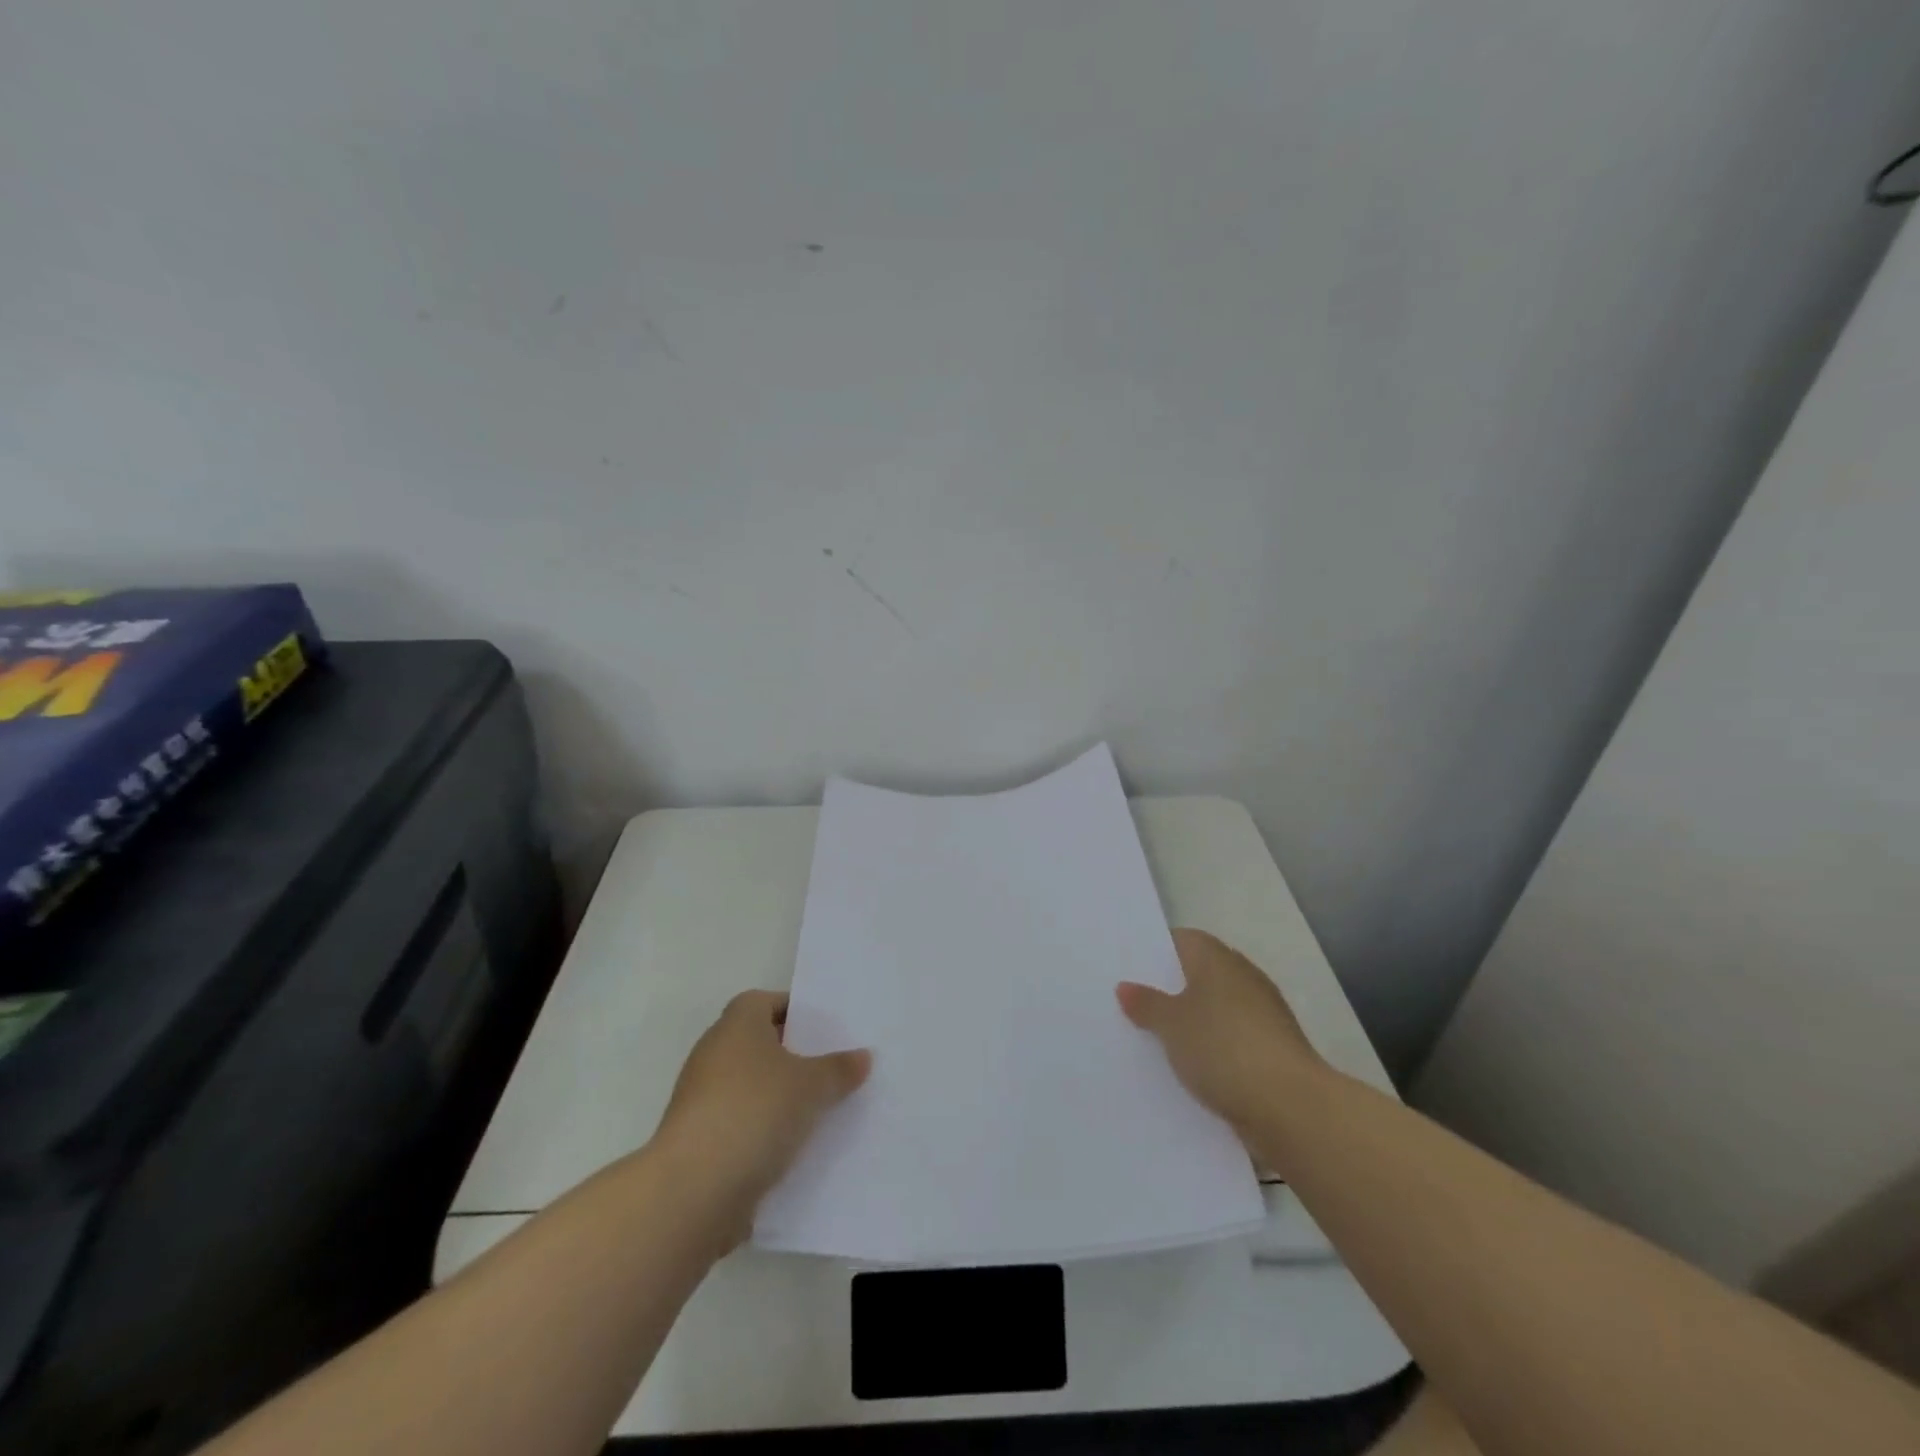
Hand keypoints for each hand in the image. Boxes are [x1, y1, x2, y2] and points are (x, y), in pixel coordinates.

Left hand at [656, 991, 871, 1208]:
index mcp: (736, 1025)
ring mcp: (700, 1098)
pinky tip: (792, 1147)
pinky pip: (739, 1122)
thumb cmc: (755, 1112)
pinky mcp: (697, 1140)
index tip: (823, 1029)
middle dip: (791, 1055)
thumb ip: (839, 1069)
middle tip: (829, 1068)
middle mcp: (713, 1053)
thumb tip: (863, 1056)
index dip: (794, 1011)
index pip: (765, 1001)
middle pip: (757, 1043)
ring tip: (819, 1110)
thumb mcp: (812, 1086)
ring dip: (777, 1096)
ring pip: (749, 1086)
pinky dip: (762, 1130)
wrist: (692, 1191)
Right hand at [1117, 928, 1327, 1136]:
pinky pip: (1229, 1040)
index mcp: (1218, 959)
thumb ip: (1146, 1004)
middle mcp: (1243, 978)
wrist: (1291, 1107)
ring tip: (1152, 1038)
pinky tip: (1187, 1067)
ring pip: (1214, 1010)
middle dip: (1170, 988)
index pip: (1182, 940)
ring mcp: (1262, 1015)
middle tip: (1132, 1003)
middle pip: (1199, 974)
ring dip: (1191, 1022)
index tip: (1128, 968)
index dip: (1155, 951)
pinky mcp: (1271, 1051)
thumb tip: (1125, 987)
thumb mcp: (1171, 1025)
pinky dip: (1211, 1048)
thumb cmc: (1223, 1049)